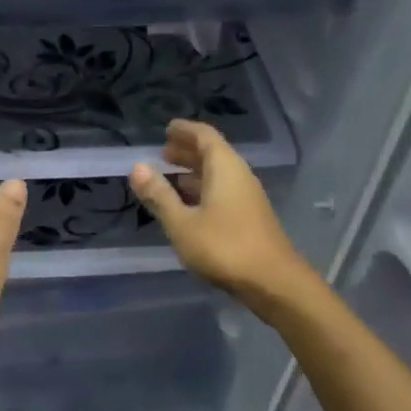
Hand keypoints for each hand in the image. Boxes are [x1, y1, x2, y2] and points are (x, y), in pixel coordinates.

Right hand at [129, 120, 315, 311]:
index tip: (167, 128)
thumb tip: (137, 167)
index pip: (204, 136)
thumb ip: (159, 195)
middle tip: (164, 153)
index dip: (185, 130)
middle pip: (213, 154)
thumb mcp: (182, 223)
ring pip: (218, 175)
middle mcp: (239, 176)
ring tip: (171, 177)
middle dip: (188, 151)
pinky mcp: (250, 217)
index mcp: (225, 168)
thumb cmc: (224, 248)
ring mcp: (247, 197)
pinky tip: (189, 206)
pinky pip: (223, 191)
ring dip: (195, 172)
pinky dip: (204, 190)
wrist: (273, 282)